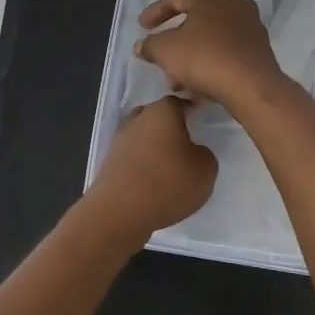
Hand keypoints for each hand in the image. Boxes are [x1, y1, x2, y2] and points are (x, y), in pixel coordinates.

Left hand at [82, 96, 216, 243]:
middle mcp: (138, 119)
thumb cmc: (168, 183)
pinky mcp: (109, 162)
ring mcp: (120, 140)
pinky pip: (132, 156)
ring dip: (154, 146)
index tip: (201, 122)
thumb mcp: (205, 170)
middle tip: (186, 143)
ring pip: (142, 135)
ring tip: (169, 165)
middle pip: (157, 116)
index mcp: (162, 112)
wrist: (120, 211)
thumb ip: (205, 154)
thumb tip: (194, 151)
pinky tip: (152, 180)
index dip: (192, 110)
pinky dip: (142, 164)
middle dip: (170, 127)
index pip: (180, 102)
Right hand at [136, 0, 281, 106]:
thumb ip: (150, 45)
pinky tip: (198, 84)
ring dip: (191, 55)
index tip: (141, 26)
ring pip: (211, 38)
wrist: (251, 85)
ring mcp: (250, 25)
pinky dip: (210, 62)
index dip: (155, 12)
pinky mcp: (260, 48)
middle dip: (175, 39)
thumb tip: (142, 45)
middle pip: (195, 18)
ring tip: (176, 79)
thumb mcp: (165, 50)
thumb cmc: (204, 57)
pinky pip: (226, 51)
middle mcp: (233, 3)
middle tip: (159, 52)